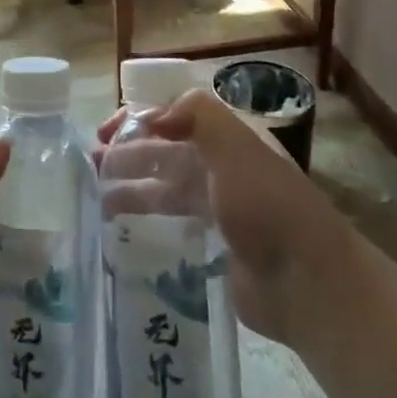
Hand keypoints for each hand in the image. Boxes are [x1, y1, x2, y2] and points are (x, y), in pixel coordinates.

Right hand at [97, 89, 348, 348]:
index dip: (139, 119)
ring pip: (166, 188)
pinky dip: (147, 219)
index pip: (176, 116)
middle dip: (128, 153)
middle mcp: (223, 168)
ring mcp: (220, 208)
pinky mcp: (216, 246)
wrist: (306, 282)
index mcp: (230, 139)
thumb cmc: (266, 206)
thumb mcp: (235, 146)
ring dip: (132, 186)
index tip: (105, 132)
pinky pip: (174, 223)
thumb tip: (154, 115)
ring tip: (97, 197)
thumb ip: (196, 116)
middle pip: (167, 152)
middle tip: (90, 165)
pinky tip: (122, 229)